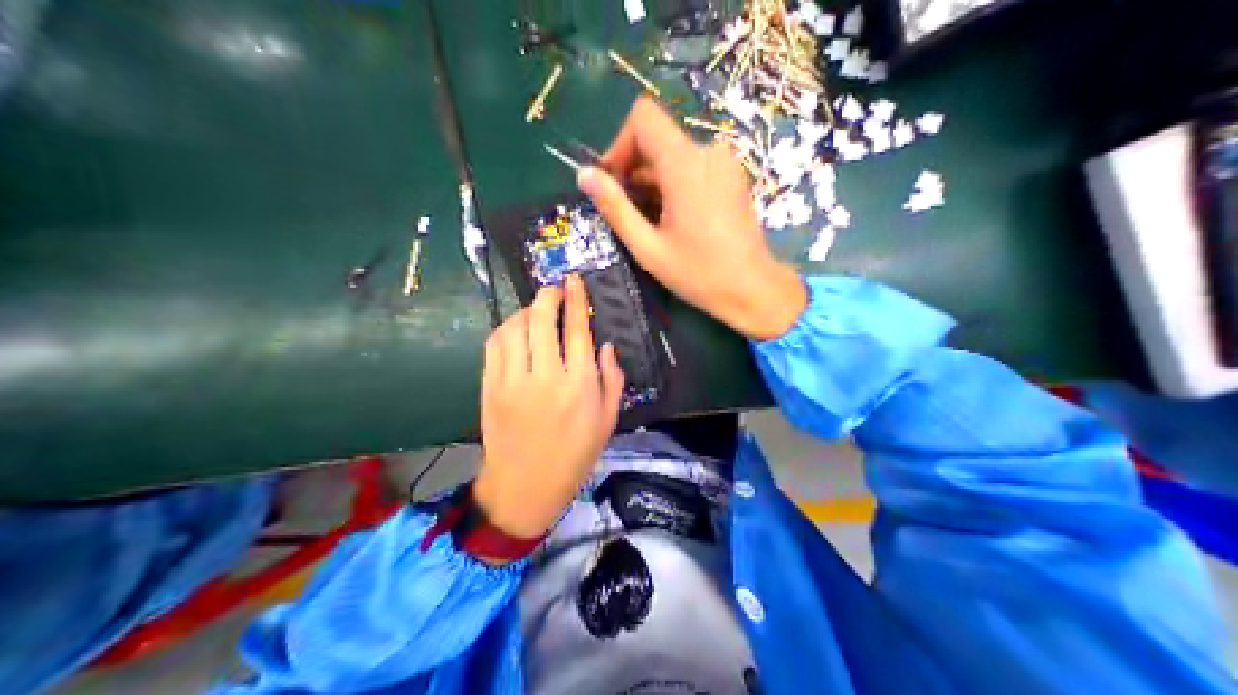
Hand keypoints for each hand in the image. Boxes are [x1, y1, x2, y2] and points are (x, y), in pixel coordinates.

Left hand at [475, 273, 630, 538]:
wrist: (525, 486)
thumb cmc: (573, 457)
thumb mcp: (607, 422)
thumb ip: (612, 380)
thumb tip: (606, 345)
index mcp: (579, 385)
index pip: (578, 329)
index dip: (576, 299)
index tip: (574, 280)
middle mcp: (545, 377)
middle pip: (542, 320)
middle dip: (548, 296)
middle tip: (554, 289)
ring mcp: (513, 381)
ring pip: (514, 328)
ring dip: (526, 311)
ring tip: (535, 311)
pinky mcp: (490, 387)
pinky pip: (494, 345)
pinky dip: (504, 329)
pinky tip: (514, 331)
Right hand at [582, 94, 814, 339]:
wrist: (753, 288)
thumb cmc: (699, 273)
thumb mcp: (647, 247)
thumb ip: (614, 207)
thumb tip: (583, 174)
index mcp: (685, 164)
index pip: (643, 117)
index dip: (620, 143)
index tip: (614, 182)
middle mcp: (707, 151)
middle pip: (657, 136)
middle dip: (633, 166)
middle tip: (626, 209)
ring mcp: (724, 162)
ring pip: (673, 152)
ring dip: (652, 178)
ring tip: (651, 220)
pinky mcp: (732, 175)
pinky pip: (693, 164)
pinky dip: (674, 182)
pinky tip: (674, 217)